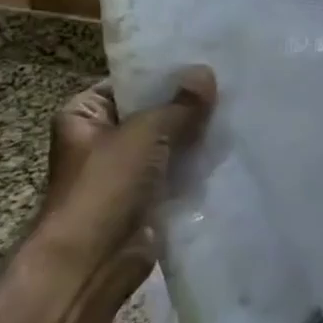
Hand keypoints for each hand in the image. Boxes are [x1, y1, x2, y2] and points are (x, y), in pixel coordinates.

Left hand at [29, 68, 216, 292]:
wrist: (93, 261)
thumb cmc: (106, 186)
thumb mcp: (145, 133)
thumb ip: (179, 104)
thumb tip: (205, 73)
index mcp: (84, 115)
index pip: (129, 83)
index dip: (165, 74)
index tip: (205, 62)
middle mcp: (102, 139)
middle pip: (152, 112)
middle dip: (187, 105)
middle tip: (229, 86)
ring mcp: (125, 171)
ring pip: (169, 143)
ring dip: (196, 136)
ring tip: (238, 112)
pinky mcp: (147, 198)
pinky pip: (177, 172)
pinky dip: (198, 165)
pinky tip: (230, 148)